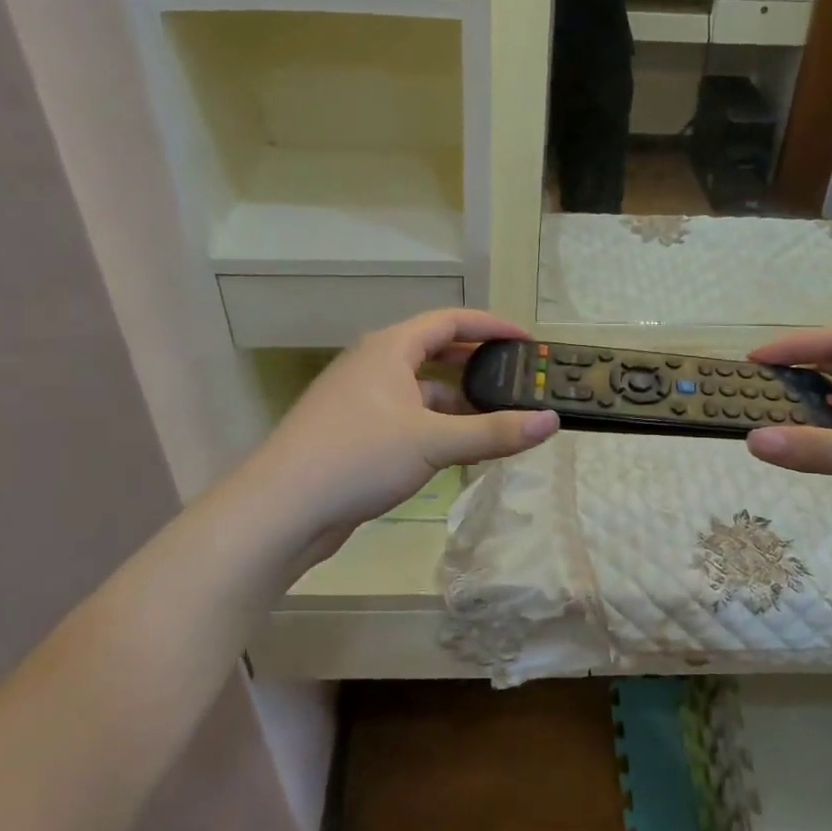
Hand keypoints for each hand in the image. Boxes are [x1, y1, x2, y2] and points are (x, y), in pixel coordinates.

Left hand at [249, 309, 558, 544]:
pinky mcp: (355, 433)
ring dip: (458, 398)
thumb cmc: (358, 457)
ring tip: (497, 416)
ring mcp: (361, 400)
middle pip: (435, 350)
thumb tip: (551, 421)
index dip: (491, 326)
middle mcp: (374, 365)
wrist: (280, 510)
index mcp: (389, 348)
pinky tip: (457, 448)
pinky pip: (408, 416)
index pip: (450, 320)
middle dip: (477, 361)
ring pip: (421, 388)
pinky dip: (437, 424)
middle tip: (515, 376)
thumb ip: (494, 432)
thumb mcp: (434, 442)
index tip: (527, 340)